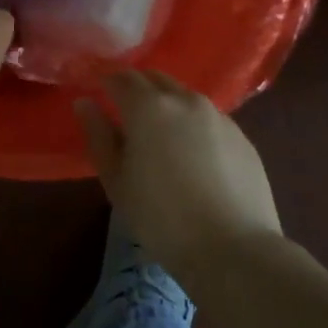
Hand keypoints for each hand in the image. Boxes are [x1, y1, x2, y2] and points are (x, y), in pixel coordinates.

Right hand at [76, 71, 281, 277]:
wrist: (234, 250)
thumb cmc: (161, 218)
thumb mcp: (116, 181)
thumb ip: (98, 136)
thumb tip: (85, 103)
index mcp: (148, 107)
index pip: (121, 77)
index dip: (105, 81)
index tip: (96, 91)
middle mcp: (184, 100)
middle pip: (155, 78)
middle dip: (136, 87)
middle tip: (124, 111)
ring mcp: (218, 116)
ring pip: (184, 96)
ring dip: (166, 104)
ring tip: (160, 135)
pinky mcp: (242, 136)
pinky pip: (208, 118)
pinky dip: (193, 125)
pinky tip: (193, 156)